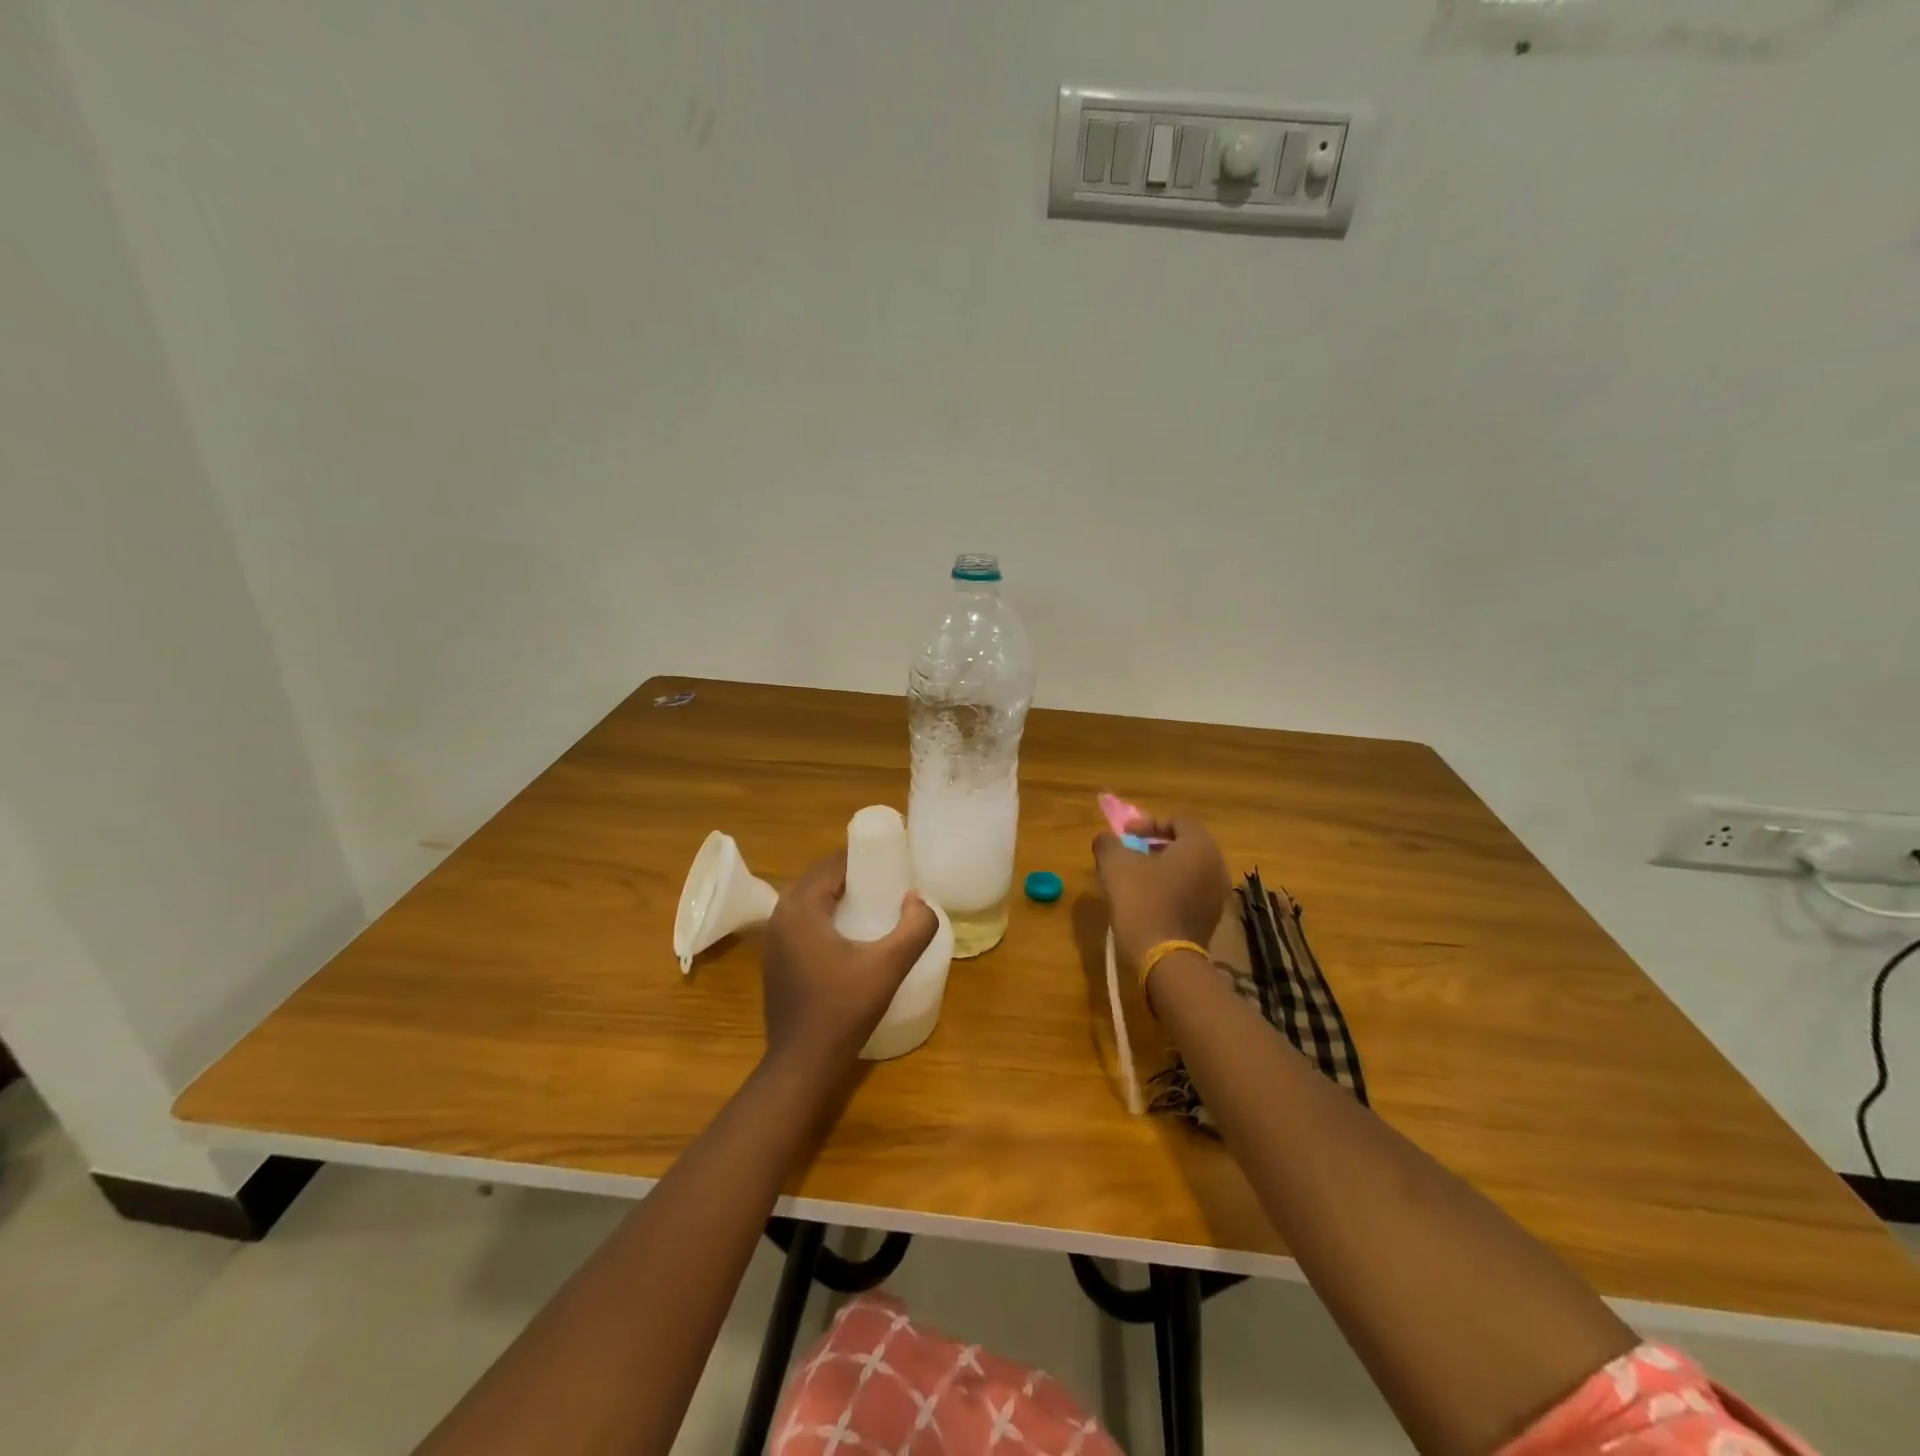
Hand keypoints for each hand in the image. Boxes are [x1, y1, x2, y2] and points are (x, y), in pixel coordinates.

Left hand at [761, 851, 938, 1068]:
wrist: (802, 1063)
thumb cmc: (843, 1009)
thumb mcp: (889, 966)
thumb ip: (914, 928)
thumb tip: (918, 898)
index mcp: (801, 908)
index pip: (832, 864)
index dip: (863, 857)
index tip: (893, 862)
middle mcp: (780, 916)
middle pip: (819, 879)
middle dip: (852, 875)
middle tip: (887, 883)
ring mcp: (773, 940)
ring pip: (809, 900)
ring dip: (838, 895)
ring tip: (873, 904)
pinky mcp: (775, 960)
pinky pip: (802, 921)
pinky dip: (825, 915)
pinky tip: (850, 935)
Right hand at [1093, 815, 1230, 968]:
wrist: (1164, 958)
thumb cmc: (1142, 900)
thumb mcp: (1115, 864)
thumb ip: (1108, 843)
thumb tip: (1107, 840)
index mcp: (1200, 847)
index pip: (1179, 822)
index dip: (1150, 823)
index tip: (1126, 834)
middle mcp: (1216, 867)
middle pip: (1185, 847)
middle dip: (1155, 846)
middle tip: (1131, 853)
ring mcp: (1217, 897)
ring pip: (1188, 872)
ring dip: (1162, 870)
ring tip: (1135, 879)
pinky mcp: (1211, 921)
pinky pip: (1190, 894)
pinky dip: (1170, 891)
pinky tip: (1147, 903)